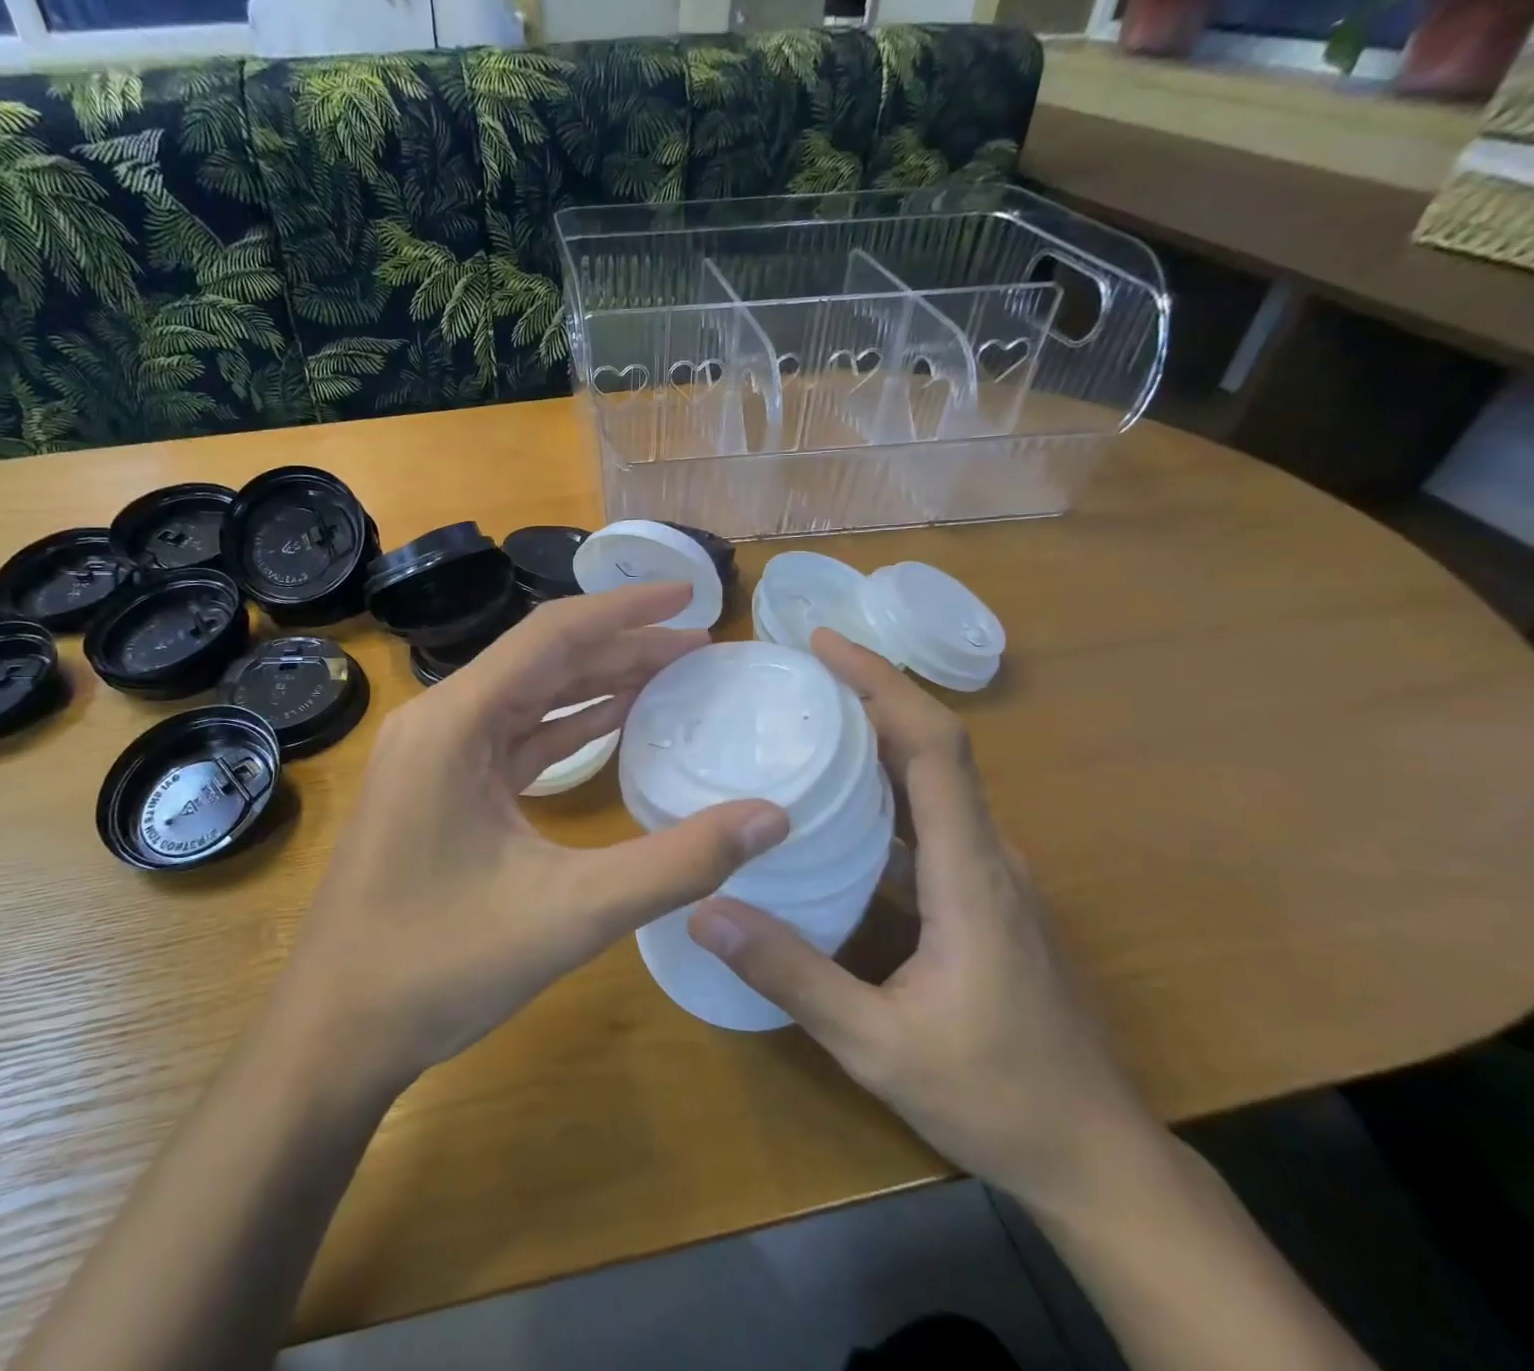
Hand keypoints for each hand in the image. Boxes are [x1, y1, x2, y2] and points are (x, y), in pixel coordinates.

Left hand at [269, 583, 790, 1094]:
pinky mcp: (439, 789)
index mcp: (455, 722)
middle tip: (699, 644)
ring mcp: (433, 756)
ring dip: (597, 683)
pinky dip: (566, 727)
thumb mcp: (570, 914)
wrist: (333, 1032)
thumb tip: (773, 817)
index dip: (626, 609)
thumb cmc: (438, 967)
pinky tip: (613, 721)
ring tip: (671, 673)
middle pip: (543, 661)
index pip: (552, 635)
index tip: (688, 594)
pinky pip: (513, 738)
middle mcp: (439, 722)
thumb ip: (676, 863)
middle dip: (622, 646)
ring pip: (528, 698)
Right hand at [687, 630, 1161, 1214]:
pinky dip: (883, 790)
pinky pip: (931, 820)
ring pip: (933, 781)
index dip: (882, 683)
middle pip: (933, 747)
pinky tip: (834, 812)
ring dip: (874, 739)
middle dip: (868, 694)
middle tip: (794, 674)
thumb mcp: (878, 1045)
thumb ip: (792, 976)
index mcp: (970, 872)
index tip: (823, 645)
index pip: (933, 746)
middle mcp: (987, 855)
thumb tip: (704, 910)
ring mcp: (990, 876)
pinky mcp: (984, 898)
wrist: (1099, 1158)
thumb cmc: (997, 1098)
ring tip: (804, 723)